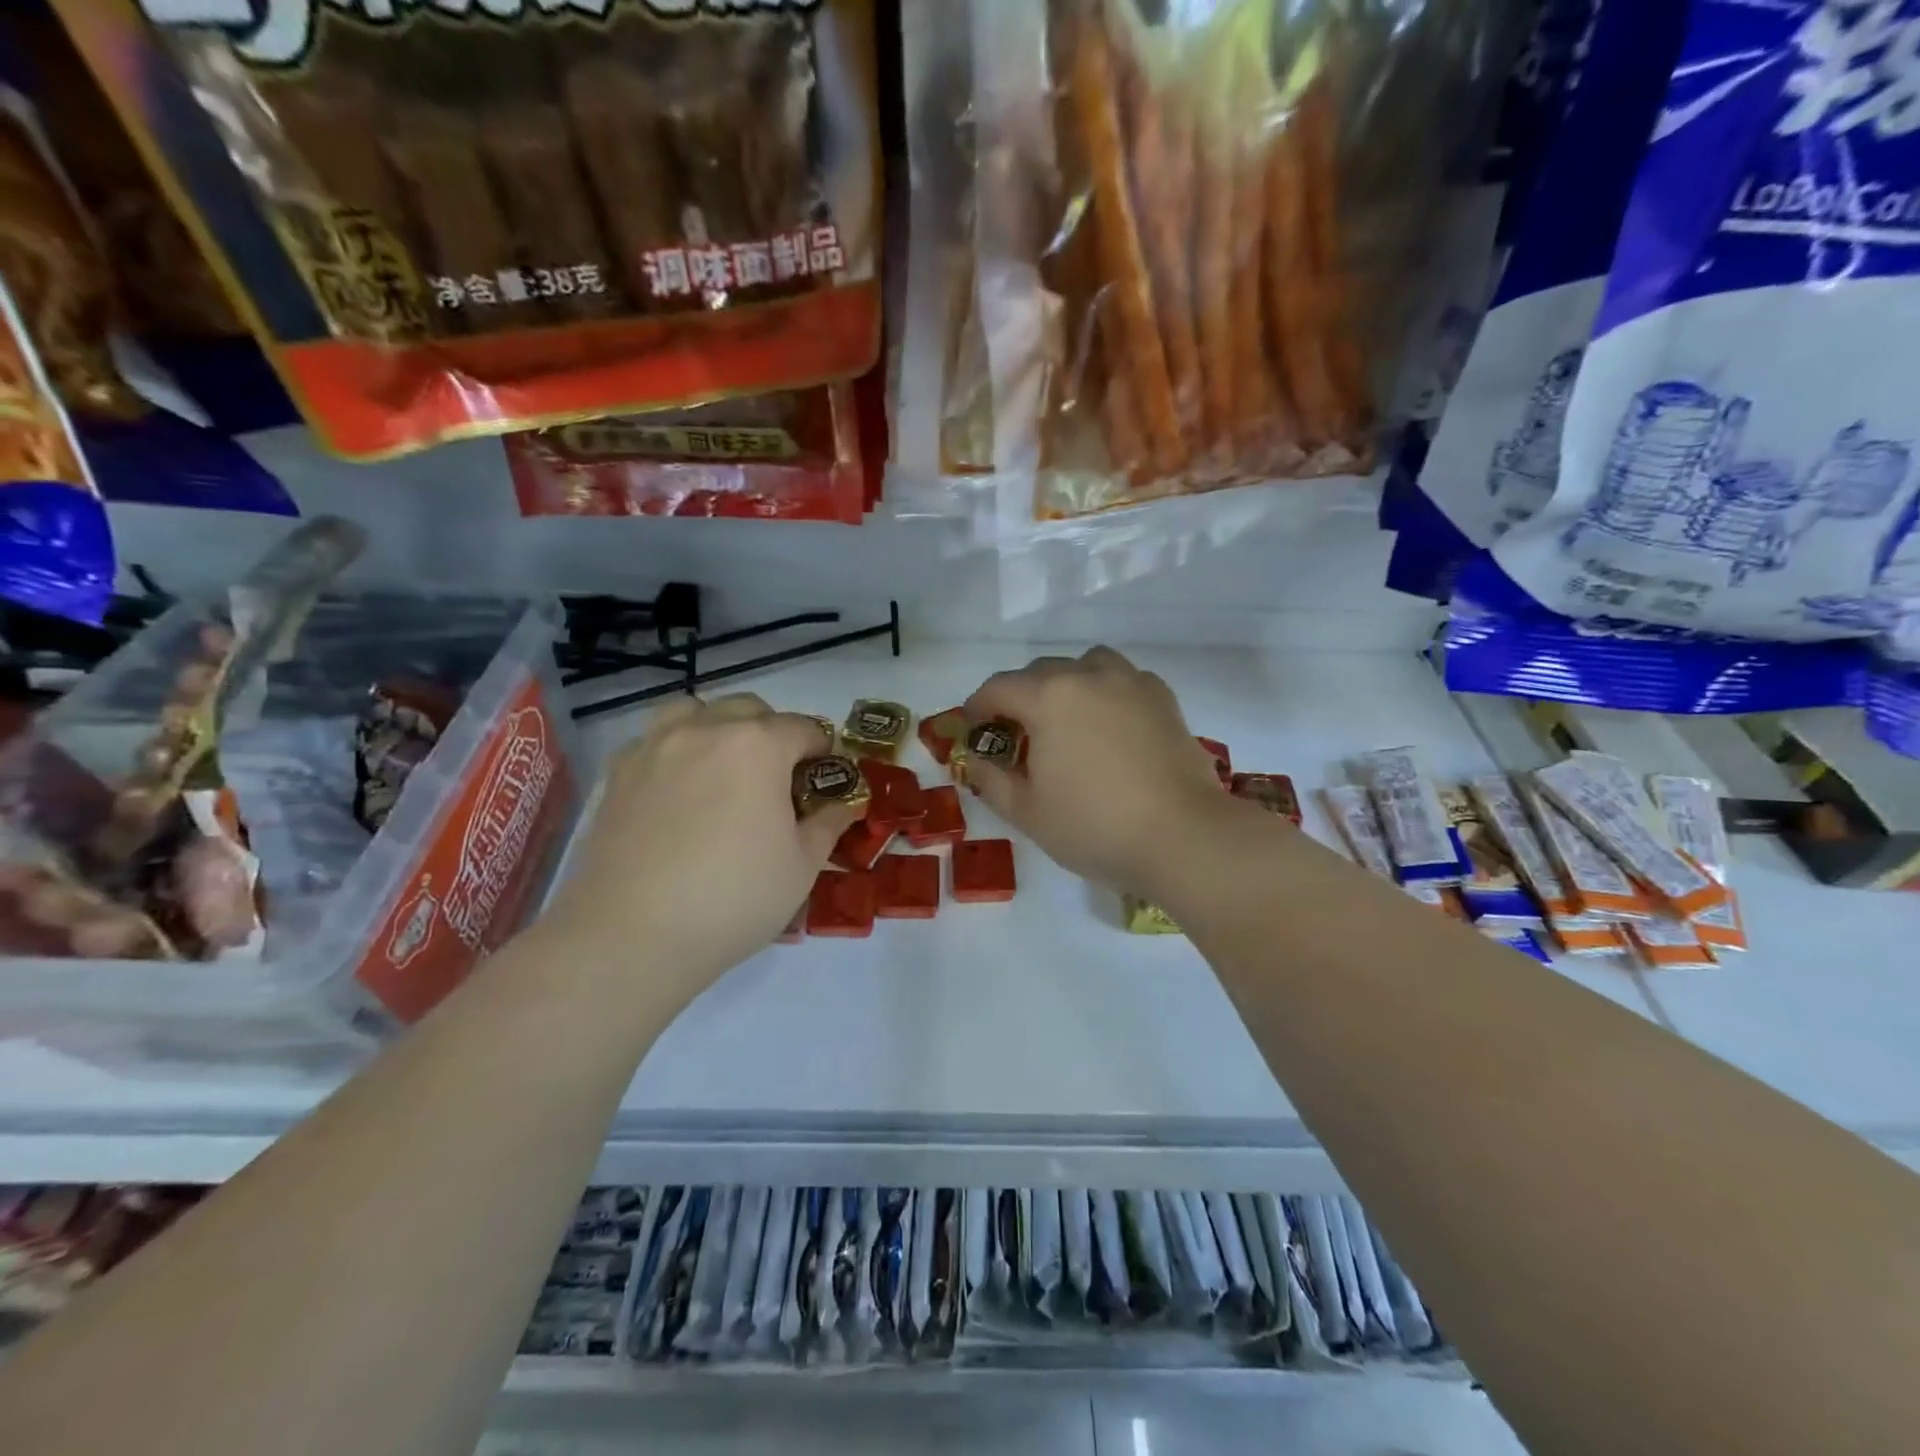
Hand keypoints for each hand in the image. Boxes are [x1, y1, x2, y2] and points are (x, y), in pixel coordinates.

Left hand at [542, 694, 856, 997]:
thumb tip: (842, 804)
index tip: (825, 778)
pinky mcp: (618, 773)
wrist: (633, 935)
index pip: (804, 728)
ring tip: (724, 768)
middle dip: (773, 733)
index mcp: (758, 745)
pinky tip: (678, 790)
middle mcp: (706, 730)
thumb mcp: (802, 866)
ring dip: (719, 727)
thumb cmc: (734, 898)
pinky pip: (654, 740)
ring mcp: (655, 747)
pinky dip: (675, 750)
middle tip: (778, 779)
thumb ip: (827, 823)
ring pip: (695, 711)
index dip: (822, 751)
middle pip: (750, 709)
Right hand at [964, 647, 1241, 897]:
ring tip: (1066, 719)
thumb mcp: (1026, 812)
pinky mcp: (1163, 699)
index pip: (998, 688)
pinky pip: (1124, 680)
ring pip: (1086, 665)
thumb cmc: (1094, 826)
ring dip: (1066, 684)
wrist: (1182, 836)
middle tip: (1016, 734)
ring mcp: (1131, 683)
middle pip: (1040, 672)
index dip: (977, 707)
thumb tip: (976, 761)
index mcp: (1048, 697)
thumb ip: (991, 780)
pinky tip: (1110, 725)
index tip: (973, 730)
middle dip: (1019, 696)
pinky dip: (1107, 692)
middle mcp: (1088, 676)